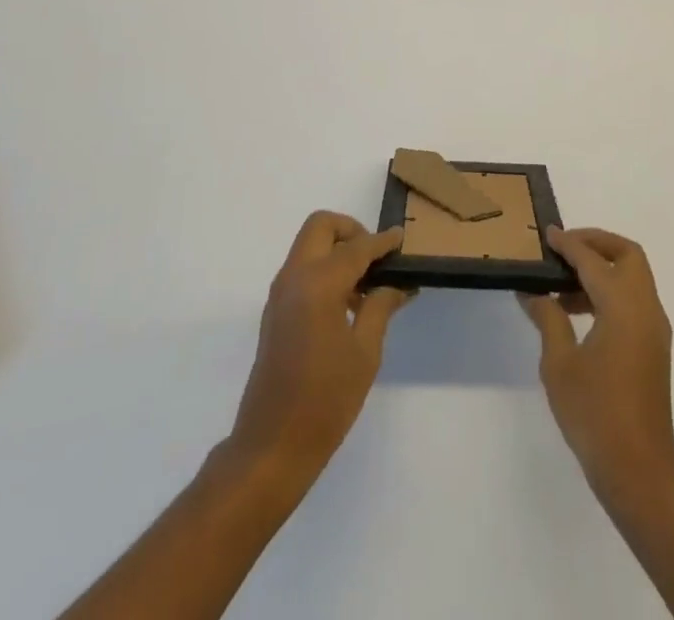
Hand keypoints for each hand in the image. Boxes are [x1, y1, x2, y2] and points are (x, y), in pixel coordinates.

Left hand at [228, 212, 412, 479]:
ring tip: (368, 285)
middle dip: (351, 231)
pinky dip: (325, 269)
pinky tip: (348, 303)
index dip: (382, 241)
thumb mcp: (365, 353)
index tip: (401, 239)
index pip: (356, 247)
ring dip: (337, 250)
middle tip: (376, 258)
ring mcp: (280, 293)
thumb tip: (397, 284)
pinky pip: (302, 269)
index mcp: (318, 283)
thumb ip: (380, 308)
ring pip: (309, 246)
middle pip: (321, 227)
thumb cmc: (325, 400)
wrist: (272, 446)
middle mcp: (294, 277)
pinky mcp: (275, 311)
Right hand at [518, 228, 673, 503]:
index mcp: (623, 306)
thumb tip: (533, 291)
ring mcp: (654, 330)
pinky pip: (633, 301)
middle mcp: (645, 309)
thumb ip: (548, 318)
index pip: (594, 260)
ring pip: (633, 278)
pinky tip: (578, 313)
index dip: (569, 243)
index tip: (547, 234)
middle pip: (628, 256)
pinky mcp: (653, 349)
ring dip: (602, 269)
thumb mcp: (559, 364)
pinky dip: (609, 292)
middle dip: (597, 244)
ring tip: (562, 286)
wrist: (639, 474)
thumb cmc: (595, 415)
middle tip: (564, 250)